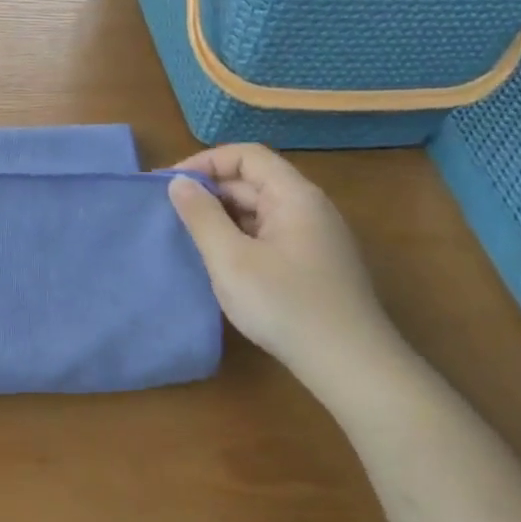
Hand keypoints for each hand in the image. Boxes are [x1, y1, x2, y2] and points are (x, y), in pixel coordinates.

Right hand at [168, 145, 401, 379]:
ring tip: (188, 238)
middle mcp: (309, 208)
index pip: (246, 156)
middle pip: (253, 182)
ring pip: (260, 211)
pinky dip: (240, 237)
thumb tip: (179, 182)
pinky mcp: (314, 264)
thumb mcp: (231, 260)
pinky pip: (269, 235)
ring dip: (223, 217)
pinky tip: (221, 262)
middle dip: (210, 191)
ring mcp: (315, 238)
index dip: (205, 163)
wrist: (351, 365)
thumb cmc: (285, 305)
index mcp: (294, 196)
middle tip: (169, 215)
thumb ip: (202, 216)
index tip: (169, 186)